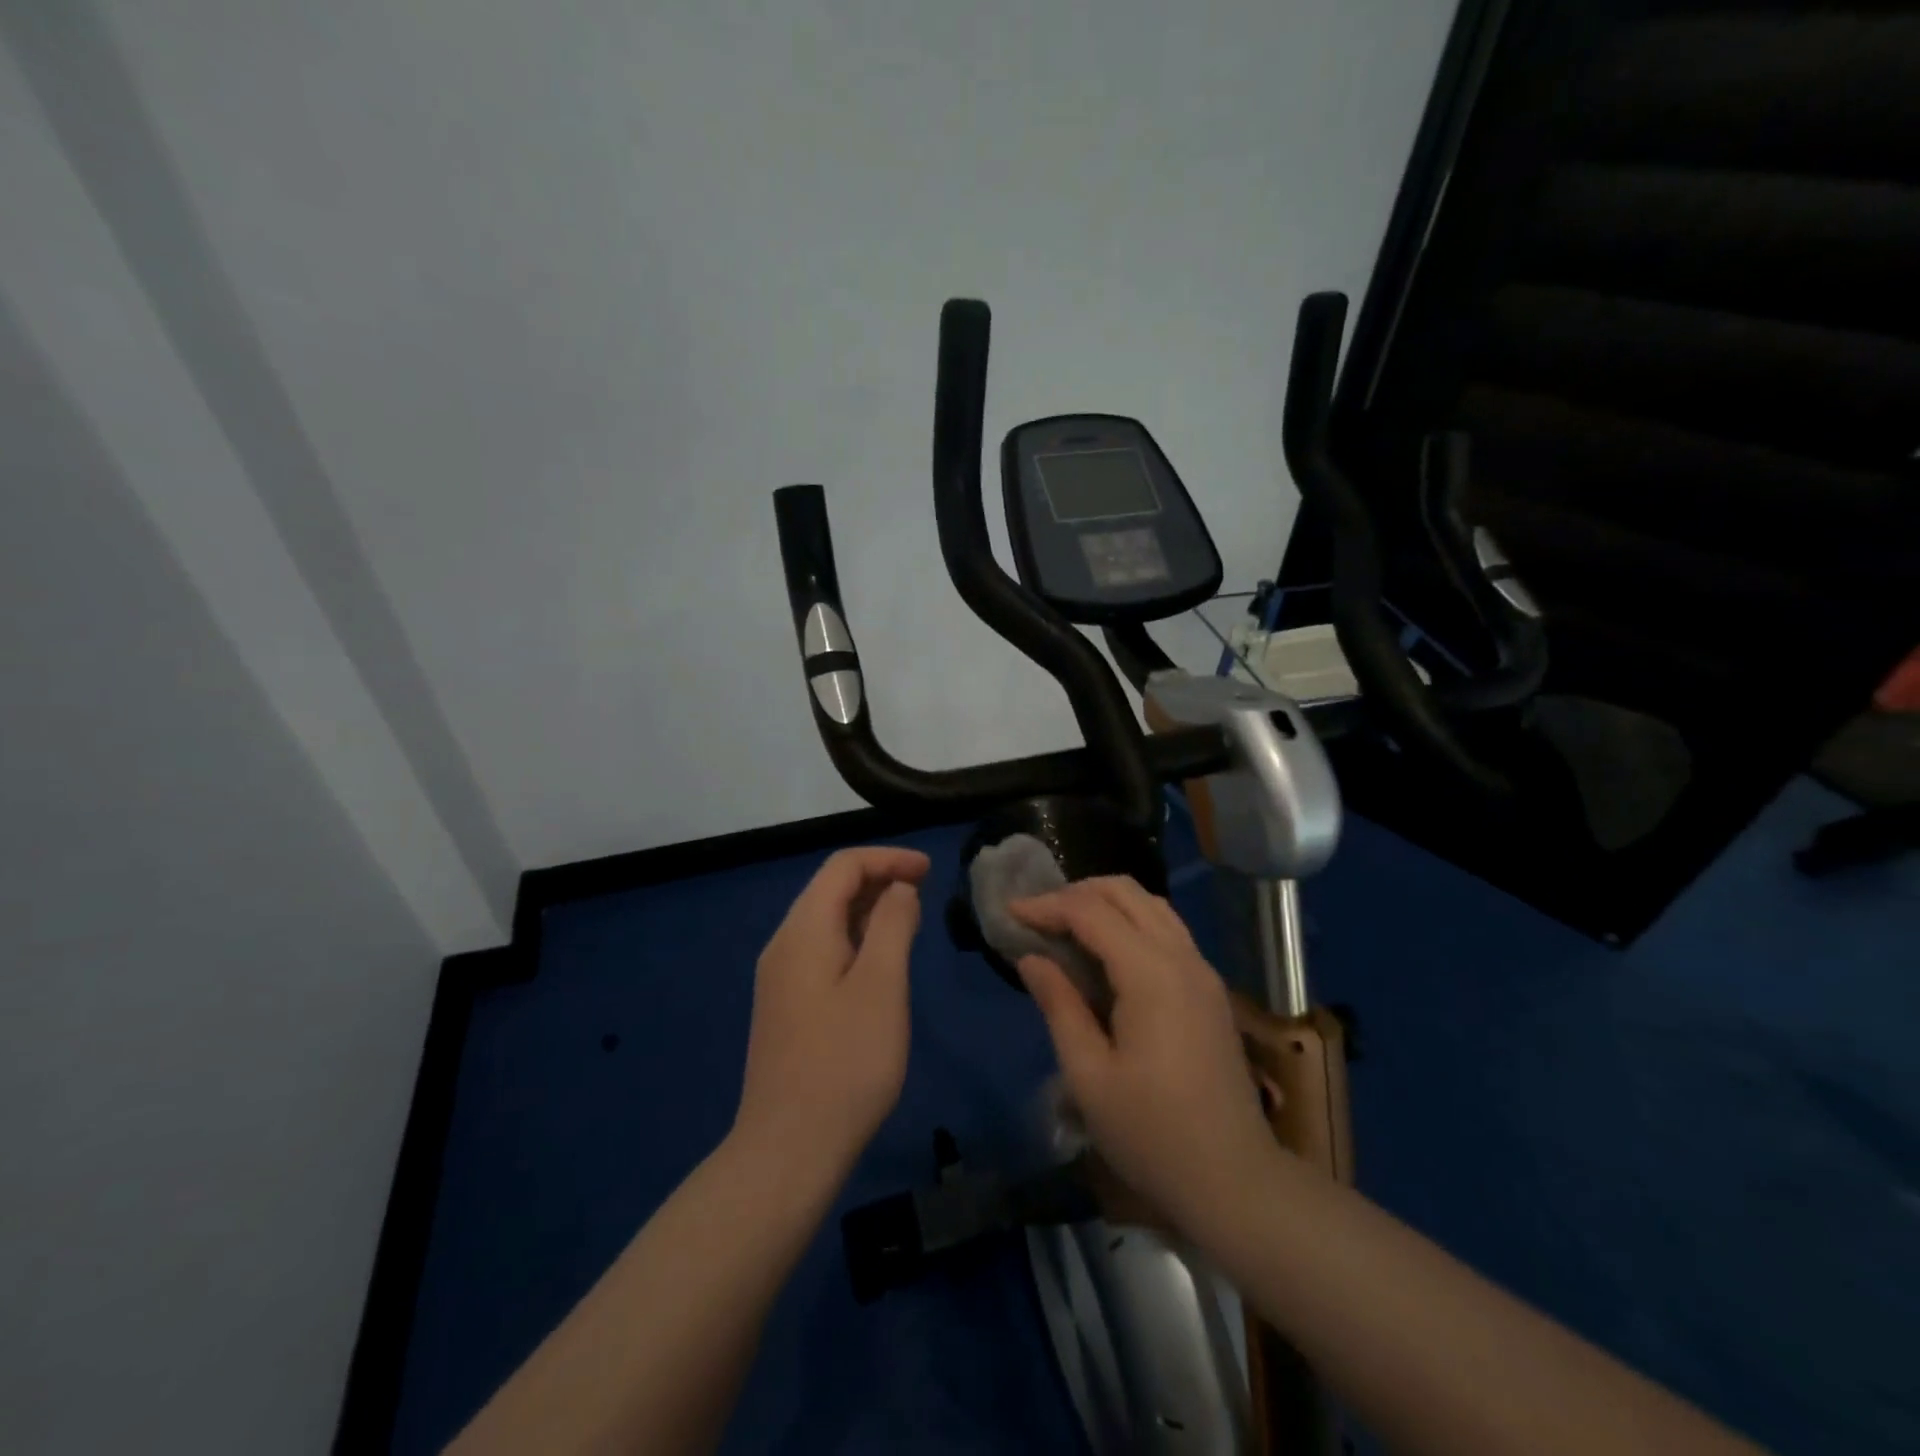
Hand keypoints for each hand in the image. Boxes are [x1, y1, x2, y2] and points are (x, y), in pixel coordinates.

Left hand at [732, 846, 928, 1182]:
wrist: (788, 1148)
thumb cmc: (845, 1062)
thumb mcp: (882, 985)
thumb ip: (893, 925)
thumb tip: (899, 888)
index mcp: (804, 930)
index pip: (843, 866)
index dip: (888, 858)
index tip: (930, 870)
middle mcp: (784, 944)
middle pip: (831, 888)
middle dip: (879, 878)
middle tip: (926, 891)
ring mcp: (780, 977)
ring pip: (827, 920)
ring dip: (869, 909)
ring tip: (911, 919)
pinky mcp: (786, 1005)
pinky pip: (822, 950)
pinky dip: (856, 938)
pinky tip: (881, 961)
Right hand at [1012, 877, 1274, 1240]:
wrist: (1236, 1182)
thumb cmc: (1152, 1135)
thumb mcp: (1089, 1076)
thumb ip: (1059, 1006)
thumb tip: (1031, 959)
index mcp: (1151, 974)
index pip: (1091, 912)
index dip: (1047, 905)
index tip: (1009, 913)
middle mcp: (1182, 957)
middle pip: (1127, 892)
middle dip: (1077, 892)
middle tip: (1038, 916)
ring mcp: (1202, 971)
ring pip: (1151, 905)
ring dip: (1106, 902)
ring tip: (1066, 926)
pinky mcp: (1210, 989)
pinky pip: (1167, 929)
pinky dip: (1131, 922)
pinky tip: (1106, 952)